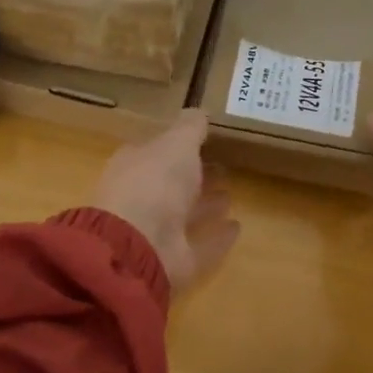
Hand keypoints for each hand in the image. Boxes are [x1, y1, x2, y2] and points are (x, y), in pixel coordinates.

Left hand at [92, 110, 238, 291]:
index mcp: (135, 165)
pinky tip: (237, 227)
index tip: (206, 140)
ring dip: (205, 205)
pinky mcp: (173, 261)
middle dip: (195, 175)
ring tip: (231, 194)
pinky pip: (199, 246)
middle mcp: (142, 197)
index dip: (179, 146)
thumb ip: (190, 127)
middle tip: (224, 167)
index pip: (158, 151)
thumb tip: (199, 112)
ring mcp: (155, 232)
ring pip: (184, 214)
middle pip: (172, 183)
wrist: (137, 246)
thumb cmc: (154, 182)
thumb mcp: (176, 143)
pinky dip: (216, 238)